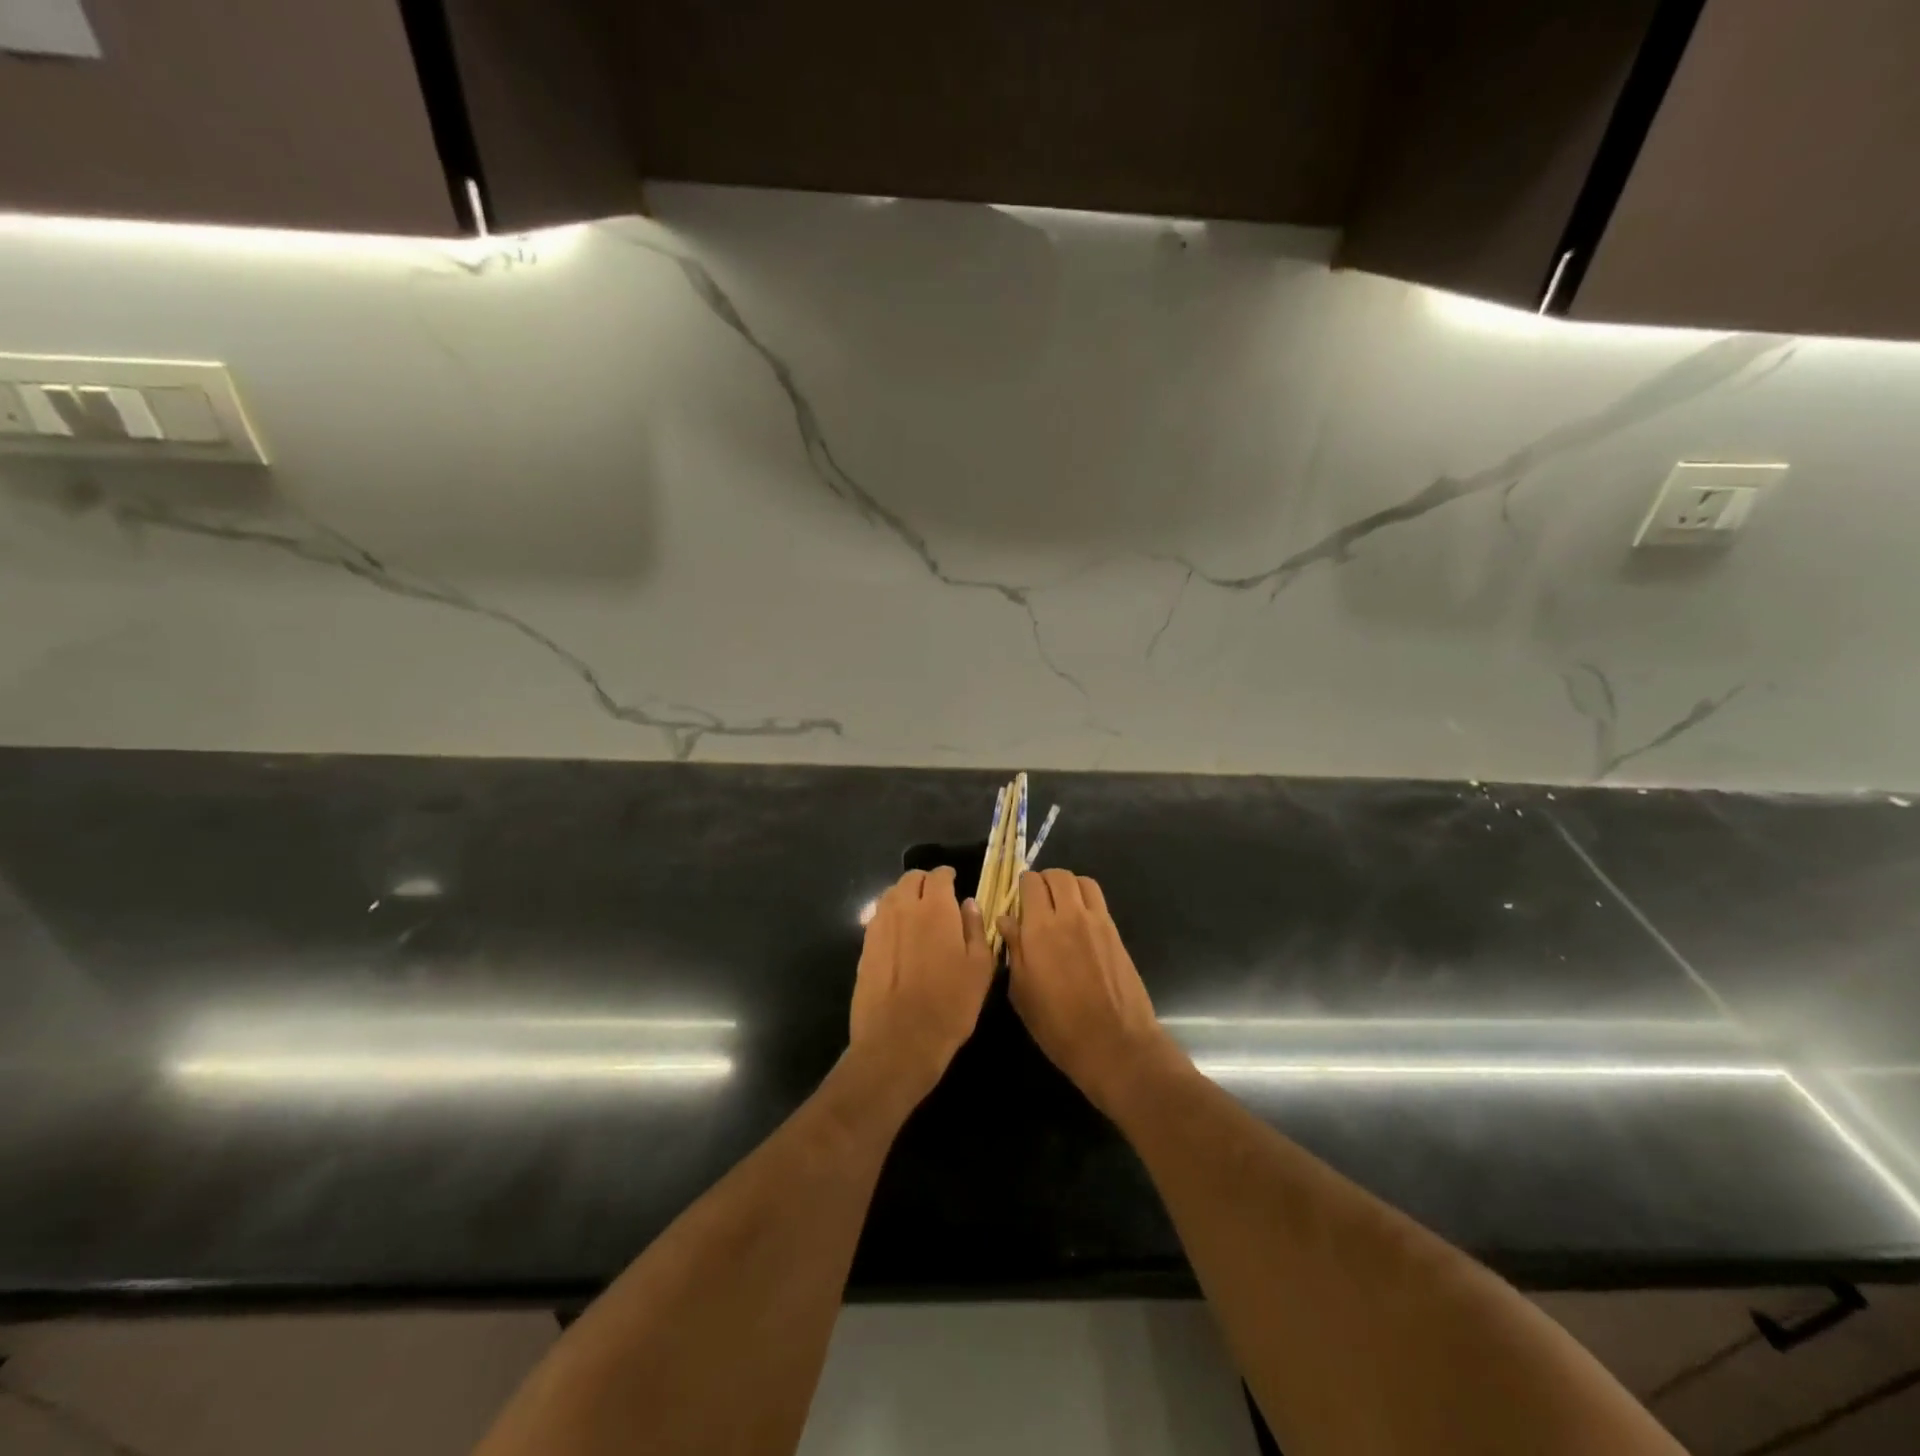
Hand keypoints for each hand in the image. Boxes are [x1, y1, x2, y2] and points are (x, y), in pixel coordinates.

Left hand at [848, 868, 995, 1104]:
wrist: (898, 1041)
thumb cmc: (950, 1005)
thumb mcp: (980, 968)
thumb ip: (975, 928)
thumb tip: (968, 903)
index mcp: (935, 908)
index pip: (939, 875)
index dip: (948, 876)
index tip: (955, 883)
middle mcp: (903, 908)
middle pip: (911, 879)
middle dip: (925, 882)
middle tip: (937, 898)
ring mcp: (879, 926)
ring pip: (891, 895)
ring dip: (905, 896)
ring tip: (917, 914)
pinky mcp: (864, 946)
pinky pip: (878, 917)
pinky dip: (890, 916)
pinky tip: (900, 935)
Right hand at [999, 869, 1182, 1115]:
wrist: (1114, 1043)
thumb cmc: (1058, 1025)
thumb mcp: (1022, 992)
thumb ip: (1014, 949)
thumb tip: (1006, 920)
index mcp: (1040, 928)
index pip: (1030, 883)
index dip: (1021, 886)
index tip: (1017, 900)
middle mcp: (1069, 915)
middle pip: (1057, 875)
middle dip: (1044, 881)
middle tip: (1037, 900)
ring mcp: (1096, 921)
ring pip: (1081, 881)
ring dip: (1067, 885)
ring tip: (1060, 905)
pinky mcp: (1115, 932)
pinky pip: (1098, 899)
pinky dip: (1085, 898)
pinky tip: (1079, 922)